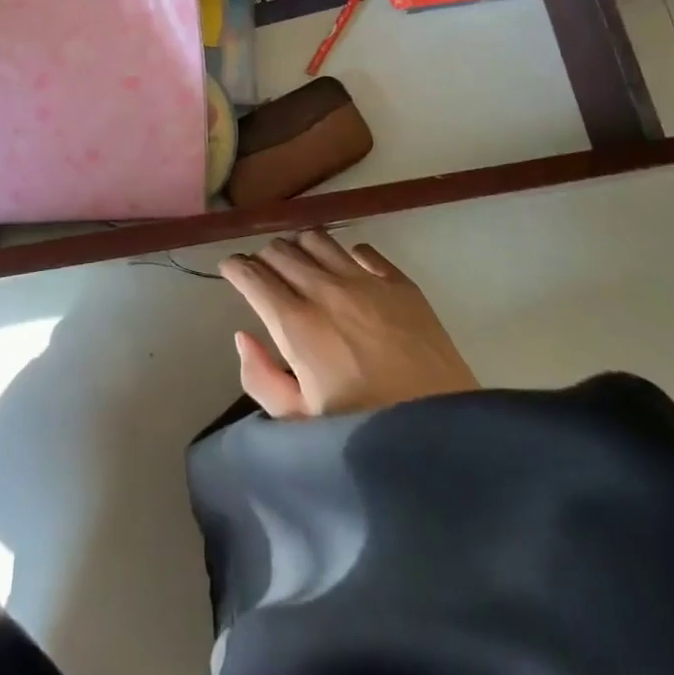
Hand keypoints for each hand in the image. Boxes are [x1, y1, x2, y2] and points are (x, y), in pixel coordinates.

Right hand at [220, 230, 478, 419]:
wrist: (444, 435)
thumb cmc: (364, 434)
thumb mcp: (299, 422)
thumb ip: (261, 378)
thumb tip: (243, 335)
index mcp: (296, 325)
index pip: (252, 274)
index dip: (235, 267)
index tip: (230, 270)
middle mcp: (326, 290)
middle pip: (281, 251)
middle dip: (263, 258)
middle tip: (263, 274)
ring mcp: (367, 281)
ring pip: (317, 239)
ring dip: (299, 247)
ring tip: (299, 265)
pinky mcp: (400, 283)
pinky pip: (362, 249)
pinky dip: (344, 254)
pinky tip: (346, 272)